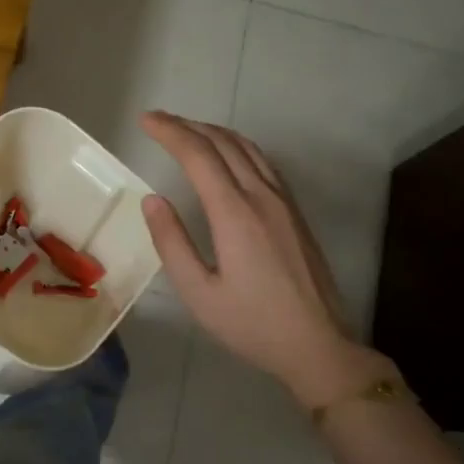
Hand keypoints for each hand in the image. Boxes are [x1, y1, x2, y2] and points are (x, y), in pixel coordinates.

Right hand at [140, 112, 392, 410]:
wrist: (317, 343)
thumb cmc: (252, 324)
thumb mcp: (198, 293)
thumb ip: (172, 243)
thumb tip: (152, 200)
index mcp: (235, 213)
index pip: (198, 155)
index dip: (170, 132)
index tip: (146, 120)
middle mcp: (261, 196)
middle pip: (223, 143)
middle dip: (187, 125)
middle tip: (157, 121)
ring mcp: (283, 201)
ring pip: (247, 148)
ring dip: (213, 132)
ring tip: (186, 131)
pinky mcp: (295, 212)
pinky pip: (263, 162)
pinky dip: (237, 146)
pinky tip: (227, 155)